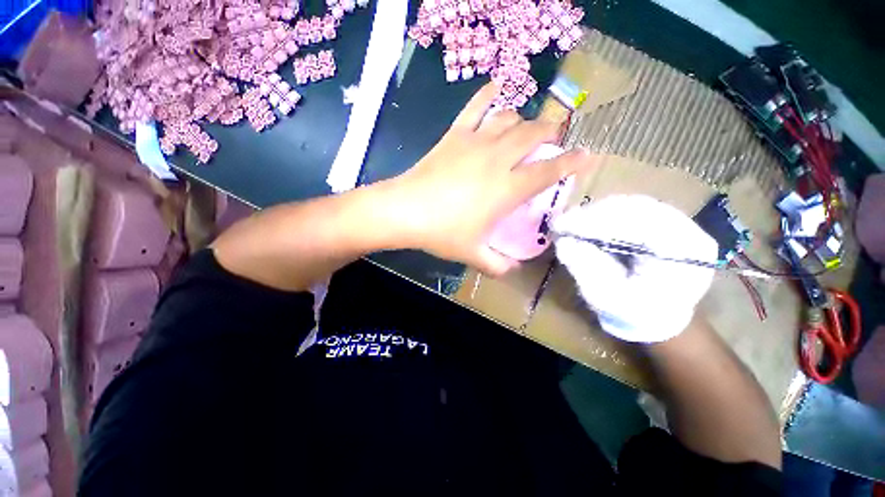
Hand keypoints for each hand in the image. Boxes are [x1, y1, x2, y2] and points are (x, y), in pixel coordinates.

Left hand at [384, 82, 597, 274]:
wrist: (406, 211)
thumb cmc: (442, 233)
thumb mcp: (473, 254)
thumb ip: (497, 264)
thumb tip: (511, 270)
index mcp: (507, 189)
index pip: (548, 171)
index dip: (572, 162)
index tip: (588, 154)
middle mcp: (498, 159)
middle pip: (533, 135)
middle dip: (550, 133)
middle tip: (554, 138)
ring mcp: (476, 142)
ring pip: (509, 118)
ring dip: (523, 120)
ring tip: (525, 127)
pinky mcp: (455, 134)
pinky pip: (475, 107)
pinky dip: (487, 94)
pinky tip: (496, 86)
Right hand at [554, 195, 718, 342]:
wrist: (657, 318)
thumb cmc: (634, 314)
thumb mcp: (606, 297)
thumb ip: (586, 268)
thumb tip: (564, 242)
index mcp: (685, 254)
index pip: (637, 223)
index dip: (595, 222)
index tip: (560, 225)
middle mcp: (688, 231)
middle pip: (635, 208)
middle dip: (593, 215)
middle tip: (561, 223)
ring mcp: (678, 223)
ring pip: (631, 205)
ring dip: (596, 213)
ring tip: (570, 223)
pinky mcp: (663, 222)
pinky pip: (630, 209)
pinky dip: (603, 214)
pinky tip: (586, 222)